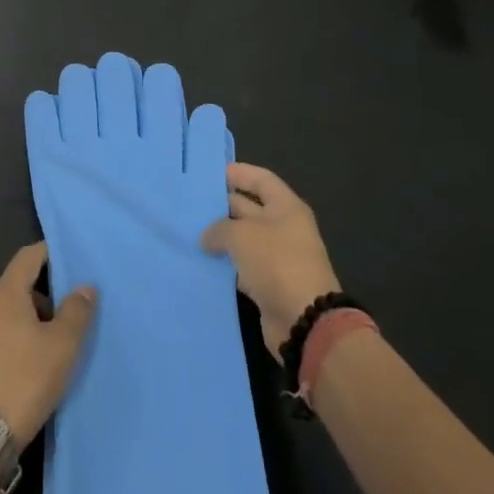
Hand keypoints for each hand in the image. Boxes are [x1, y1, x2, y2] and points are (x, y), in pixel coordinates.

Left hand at [0, 243, 97, 447]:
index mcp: (5, 294)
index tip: (69, 259)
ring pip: (6, 316)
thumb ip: (76, 312)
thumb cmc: (24, 380)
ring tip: (53, 345)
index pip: (27, 257)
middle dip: (43, 295)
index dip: (48, 253)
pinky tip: (29, 367)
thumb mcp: (62, 346)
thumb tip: (84, 287)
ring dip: (29, 322)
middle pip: (17, 287)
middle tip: (69, 313)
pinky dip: (14, 342)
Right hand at [200, 164, 341, 357]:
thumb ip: (219, 229)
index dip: (238, 173)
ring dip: (220, 237)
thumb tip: (207, 237)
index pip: (260, 179)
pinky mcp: (268, 283)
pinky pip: (242, 265)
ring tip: (190, 231)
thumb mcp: (242, 236)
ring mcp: (277, 257)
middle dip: (222, 206)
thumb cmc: (276, 263)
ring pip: (243, 239)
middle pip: (249, 208)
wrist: (303, 320)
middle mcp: (283, 228)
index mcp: (286, 207)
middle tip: (190, 204)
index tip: (210, 173)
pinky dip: (225, 263)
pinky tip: (201, 261)